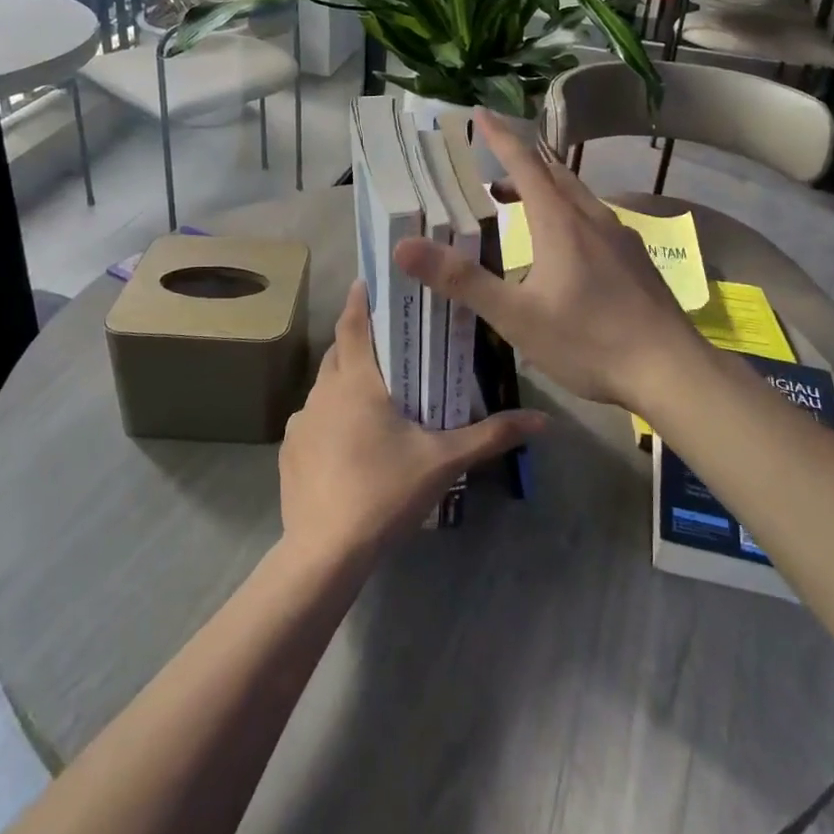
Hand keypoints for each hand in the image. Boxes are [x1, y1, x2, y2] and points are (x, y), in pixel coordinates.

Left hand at [278, 280, 544, 562]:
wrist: (325, 552)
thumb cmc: (386, 492)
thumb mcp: (444, 461)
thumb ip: (491, 436)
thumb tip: (543, 421)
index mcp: (357, 383)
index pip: (353, 324)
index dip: (359, 299)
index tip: (368, 281)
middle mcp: (323, 392)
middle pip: (339, 352)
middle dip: (359, 341)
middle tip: (388, 343)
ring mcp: (301, 422)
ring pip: (324, 386)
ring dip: (345, 381)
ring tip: (373, 395)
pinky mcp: (290, 451)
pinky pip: (313, 419)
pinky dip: (330, 417)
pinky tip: (349, 443)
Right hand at [393, 113, 710, 410]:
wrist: (670, 369)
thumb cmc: (588, 340)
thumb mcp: (515, 316)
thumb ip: (461, 280)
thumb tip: (403, 247)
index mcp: (560, 222)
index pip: (525, 163)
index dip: (500, 137)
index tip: (479, 113)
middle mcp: (592, 218)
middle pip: (554, 174)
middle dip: (521, 165)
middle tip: (492, 175)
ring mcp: (620, 237)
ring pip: (577, 197)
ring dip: (545, 190)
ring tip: (520, 208)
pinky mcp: (636, 259)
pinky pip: (595, 219)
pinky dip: (568, 214)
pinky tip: (566, 249)